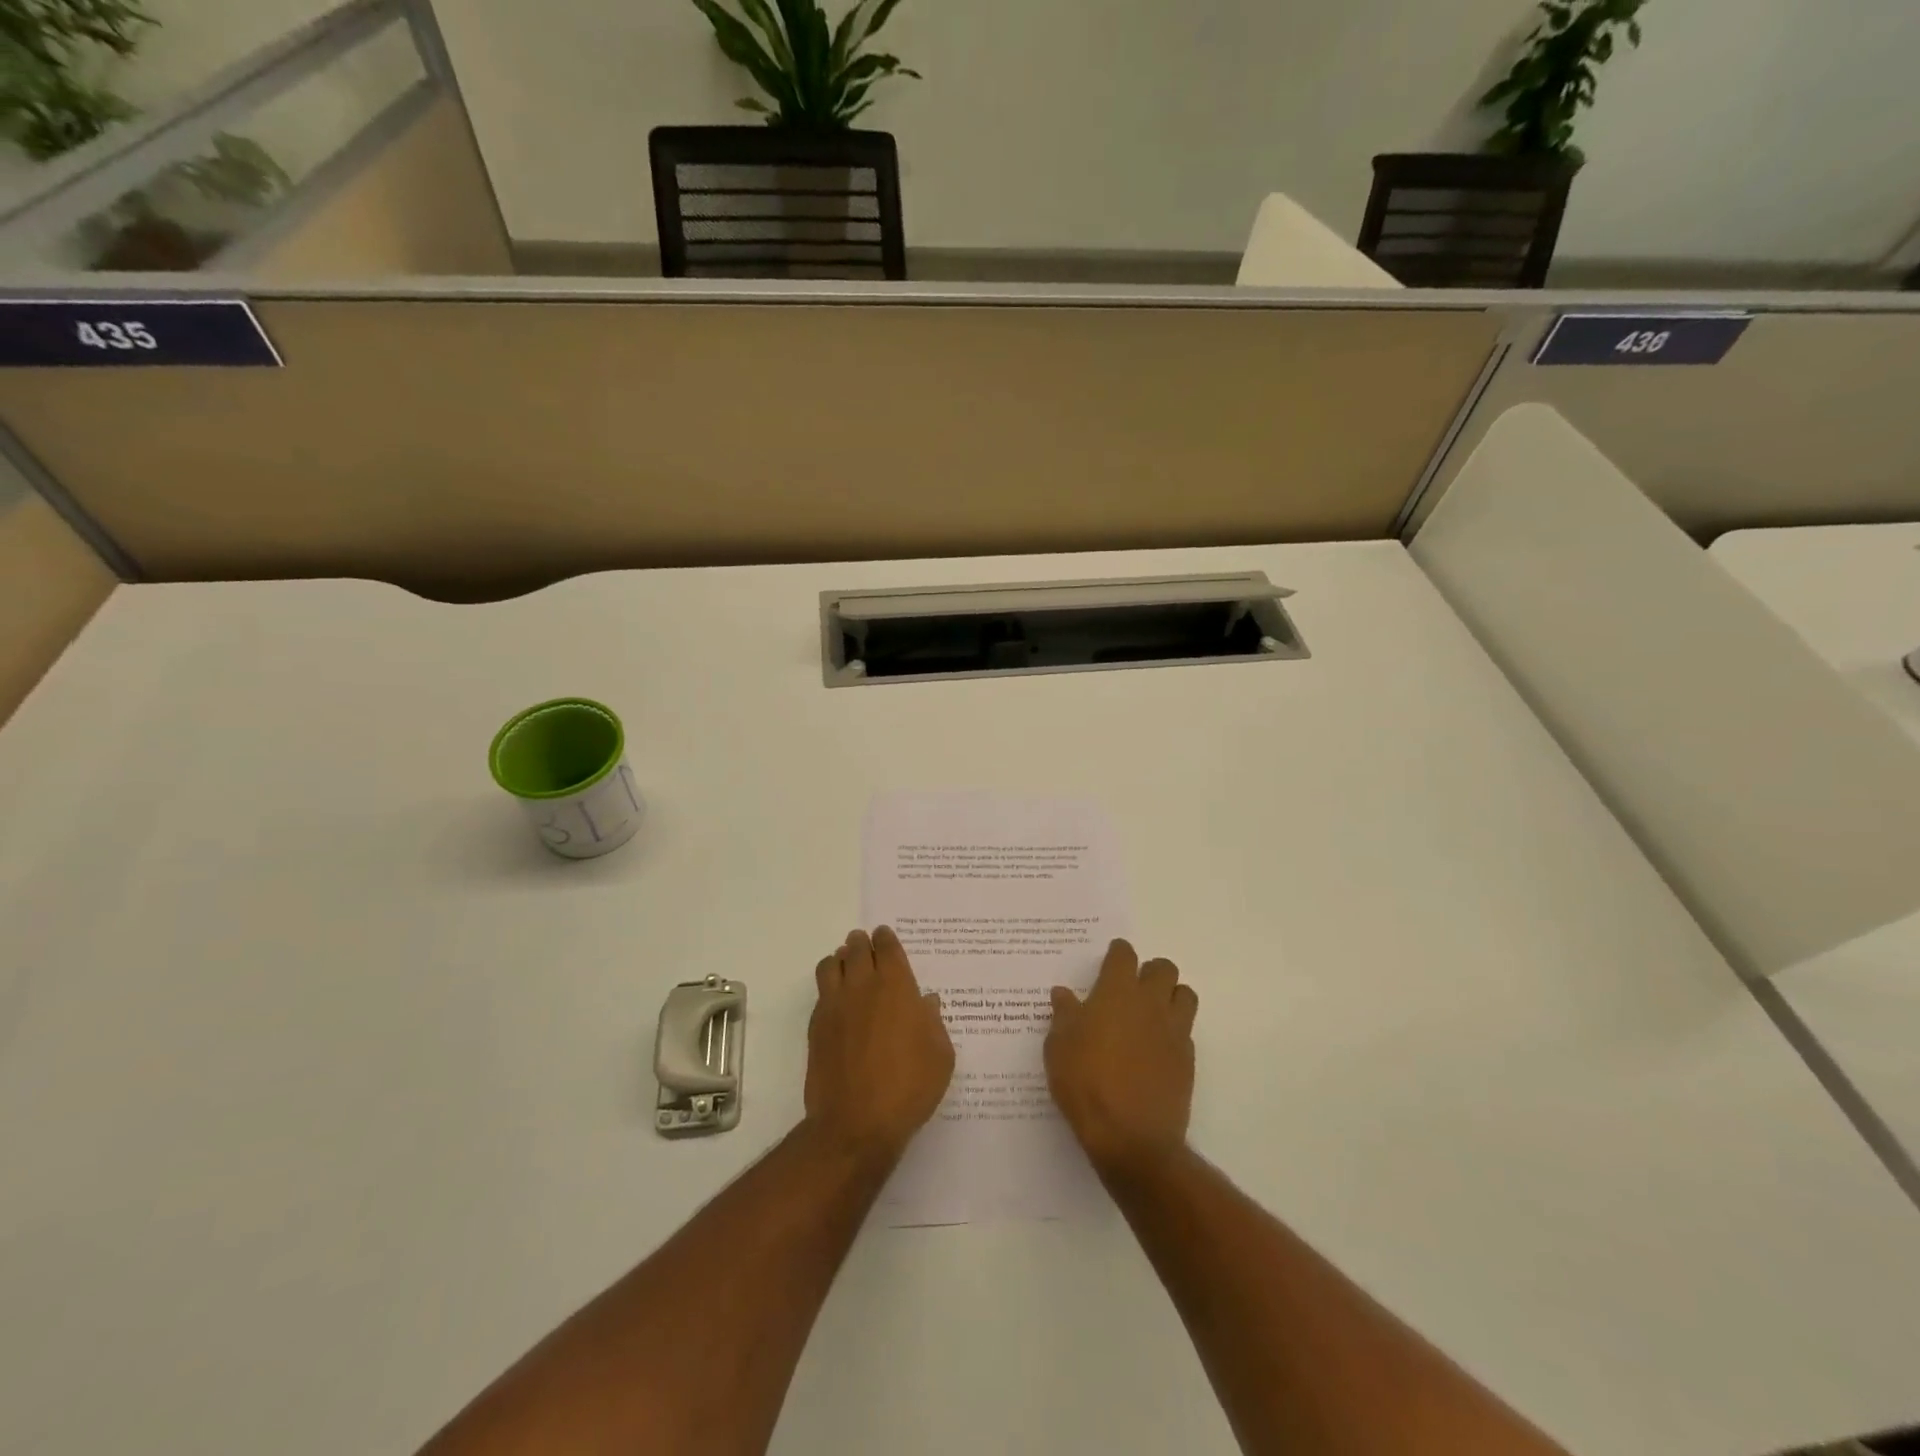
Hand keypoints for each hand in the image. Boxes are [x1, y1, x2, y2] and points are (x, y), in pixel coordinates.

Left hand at [805, 926, 954, 1163]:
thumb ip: (933, 1023)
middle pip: (856, 949)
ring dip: (840, 959)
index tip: (884, 936)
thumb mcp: (940, 1056)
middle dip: (862, 943)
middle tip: (866, 944)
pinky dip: (828, 985)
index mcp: (896, 987)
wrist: (855, 1123)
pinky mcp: (816, 1026)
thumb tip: (926, 1002)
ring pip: (830, 964)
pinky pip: (821, 992)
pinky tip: (837, 999)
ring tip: (846, 965)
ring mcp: (835, 1005)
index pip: (887, 948)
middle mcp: (862, 987)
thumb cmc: (908, 1088)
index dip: (886, 938)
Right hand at [1045, 939, 1196, 1178]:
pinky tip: (1156, 1049)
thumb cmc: (1085, 1084)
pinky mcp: (1188, 1059)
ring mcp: (1174, 1030)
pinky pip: (1186, 1030)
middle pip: (1163, 968)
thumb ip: (1064, 1015)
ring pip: (1185, 994)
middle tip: (1131, 989)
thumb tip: (1063, 993)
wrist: (1131, 1137)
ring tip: (1151, 1013)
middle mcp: (1150, 1003)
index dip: (1117, 954)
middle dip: (1149, 971)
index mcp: (1117, 992)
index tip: (1110, 961)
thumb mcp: (1059, 1047)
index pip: (1124, 955)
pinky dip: (1174, 1031)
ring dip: (1170, 996)